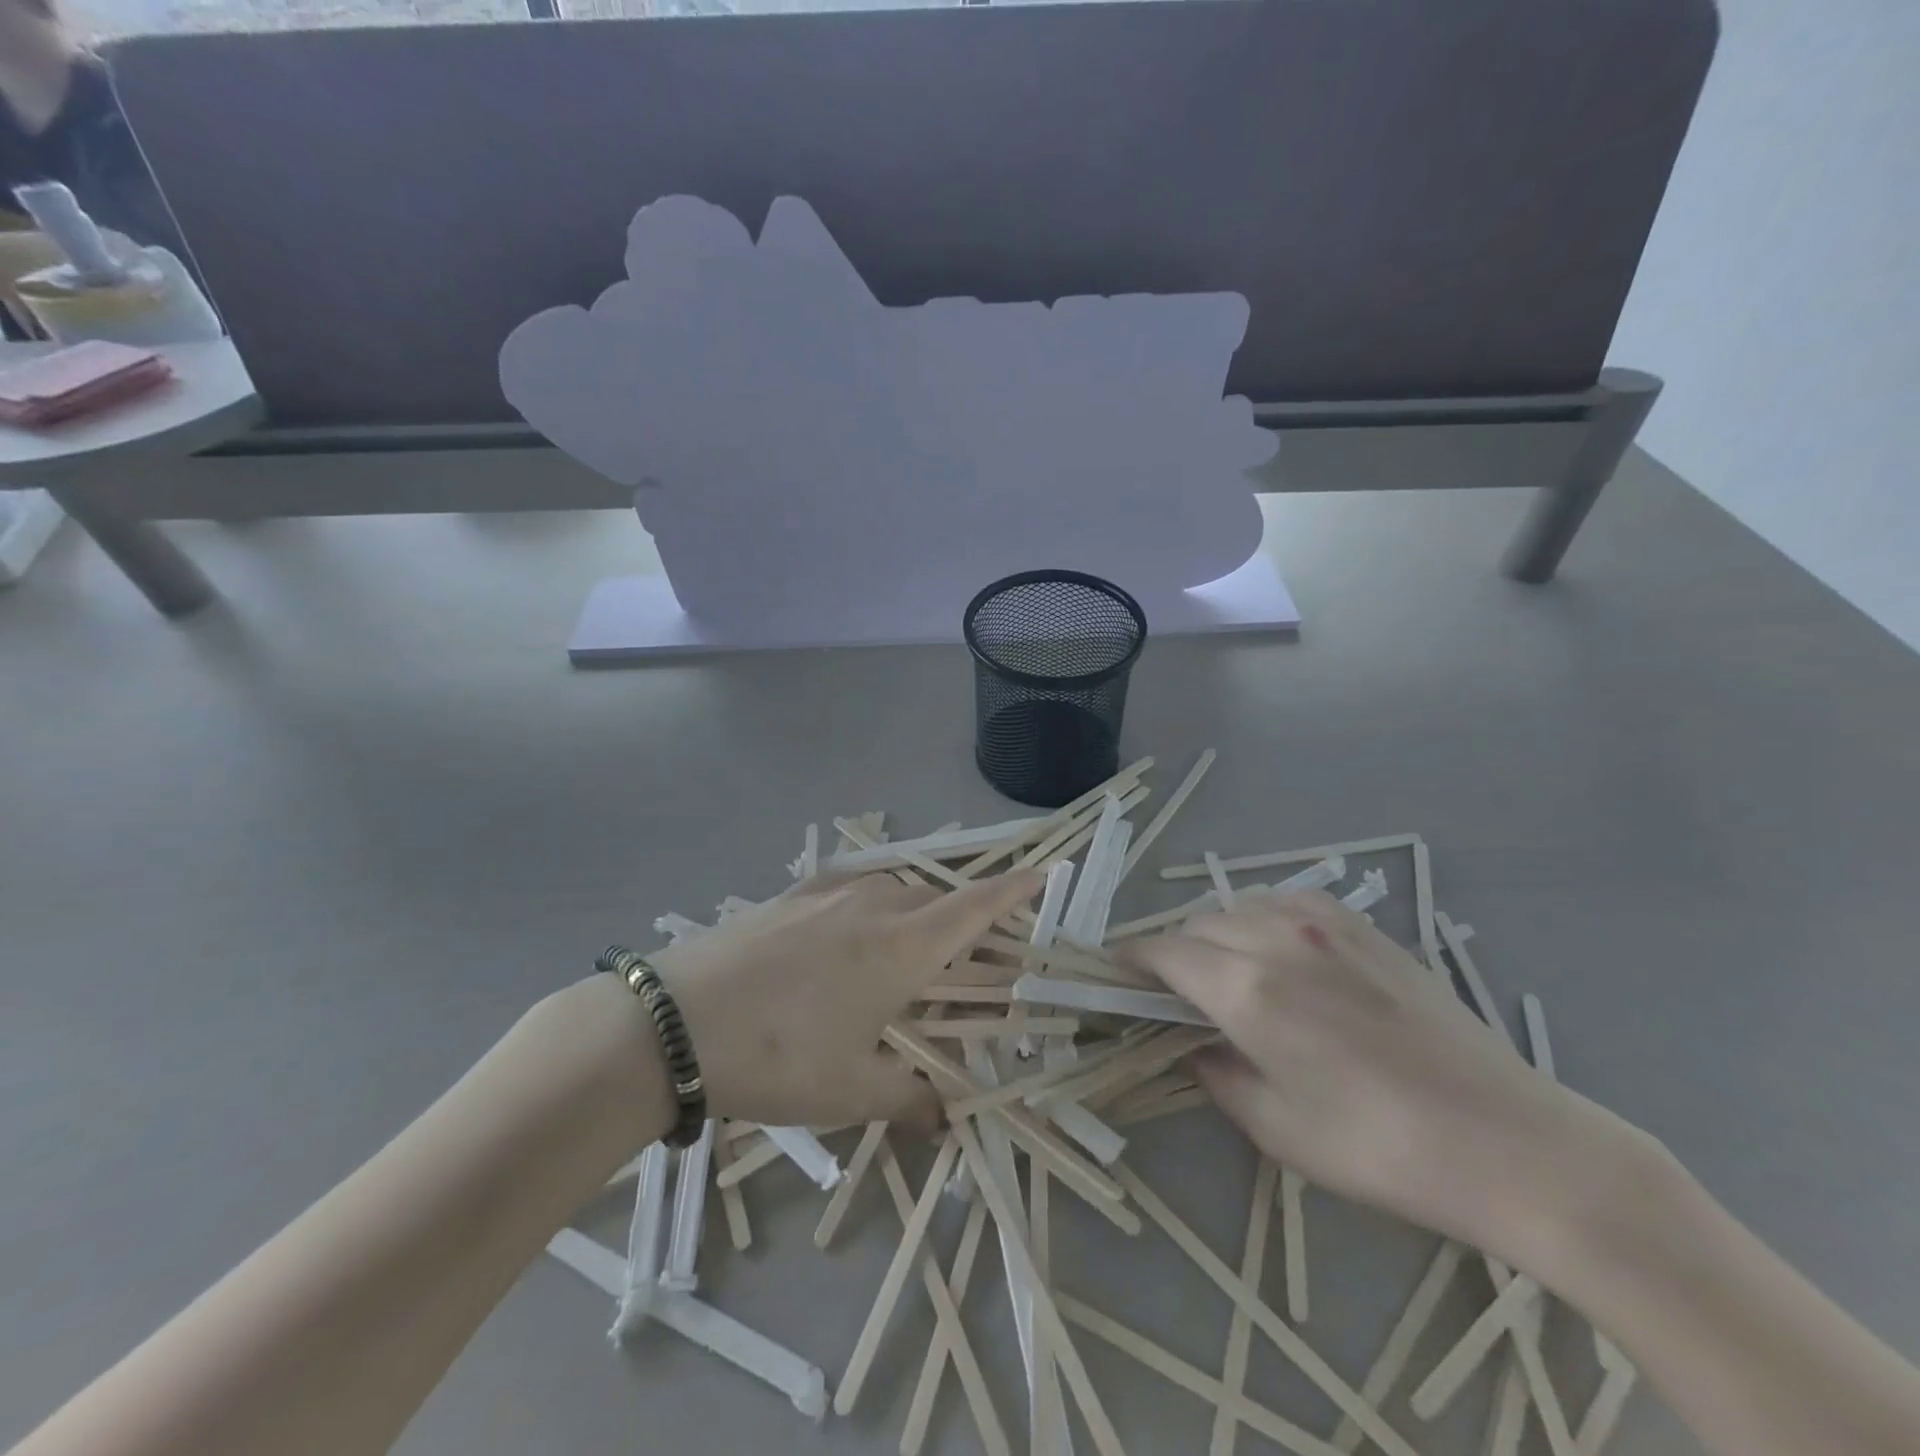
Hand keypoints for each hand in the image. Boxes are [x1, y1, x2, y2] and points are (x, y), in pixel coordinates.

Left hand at [649, 869, 1044, 1132]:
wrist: (671, 1022)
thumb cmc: (775, 1057)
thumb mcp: (850, 1092)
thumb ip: (910, 1101)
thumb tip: (947, 1118)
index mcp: (903, 946)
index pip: (976, 906)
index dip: (1015, 889)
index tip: (1045, 871)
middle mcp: (875, 904)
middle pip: (938, 899)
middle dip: (965, 919)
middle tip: (971, 954)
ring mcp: (828, 891)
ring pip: (894, 891)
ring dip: (915, 913)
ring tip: (907, 950)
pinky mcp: (790, 892)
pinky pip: (851, 888)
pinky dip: (870, 904)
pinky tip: (847, 934)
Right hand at [1125, 890, 1633, 1261]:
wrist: (1511, 1140)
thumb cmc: (1382, 1149)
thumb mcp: (1276, 1127)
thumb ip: (1214, 1071)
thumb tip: (1188, 1040)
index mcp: (1248, 989)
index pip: (1162, 952)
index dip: (1130, 961)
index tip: (1114, 975)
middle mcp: (1277, 937)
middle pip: (1196, 925)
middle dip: (1172, 952)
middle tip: (1173, 993)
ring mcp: (1324, 923)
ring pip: (1238, 906)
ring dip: (1215, 933)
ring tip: (1225, 973)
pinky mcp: (1362, 925)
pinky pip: (1285, 901)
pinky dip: (1261, 919)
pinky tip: (1277, 951)